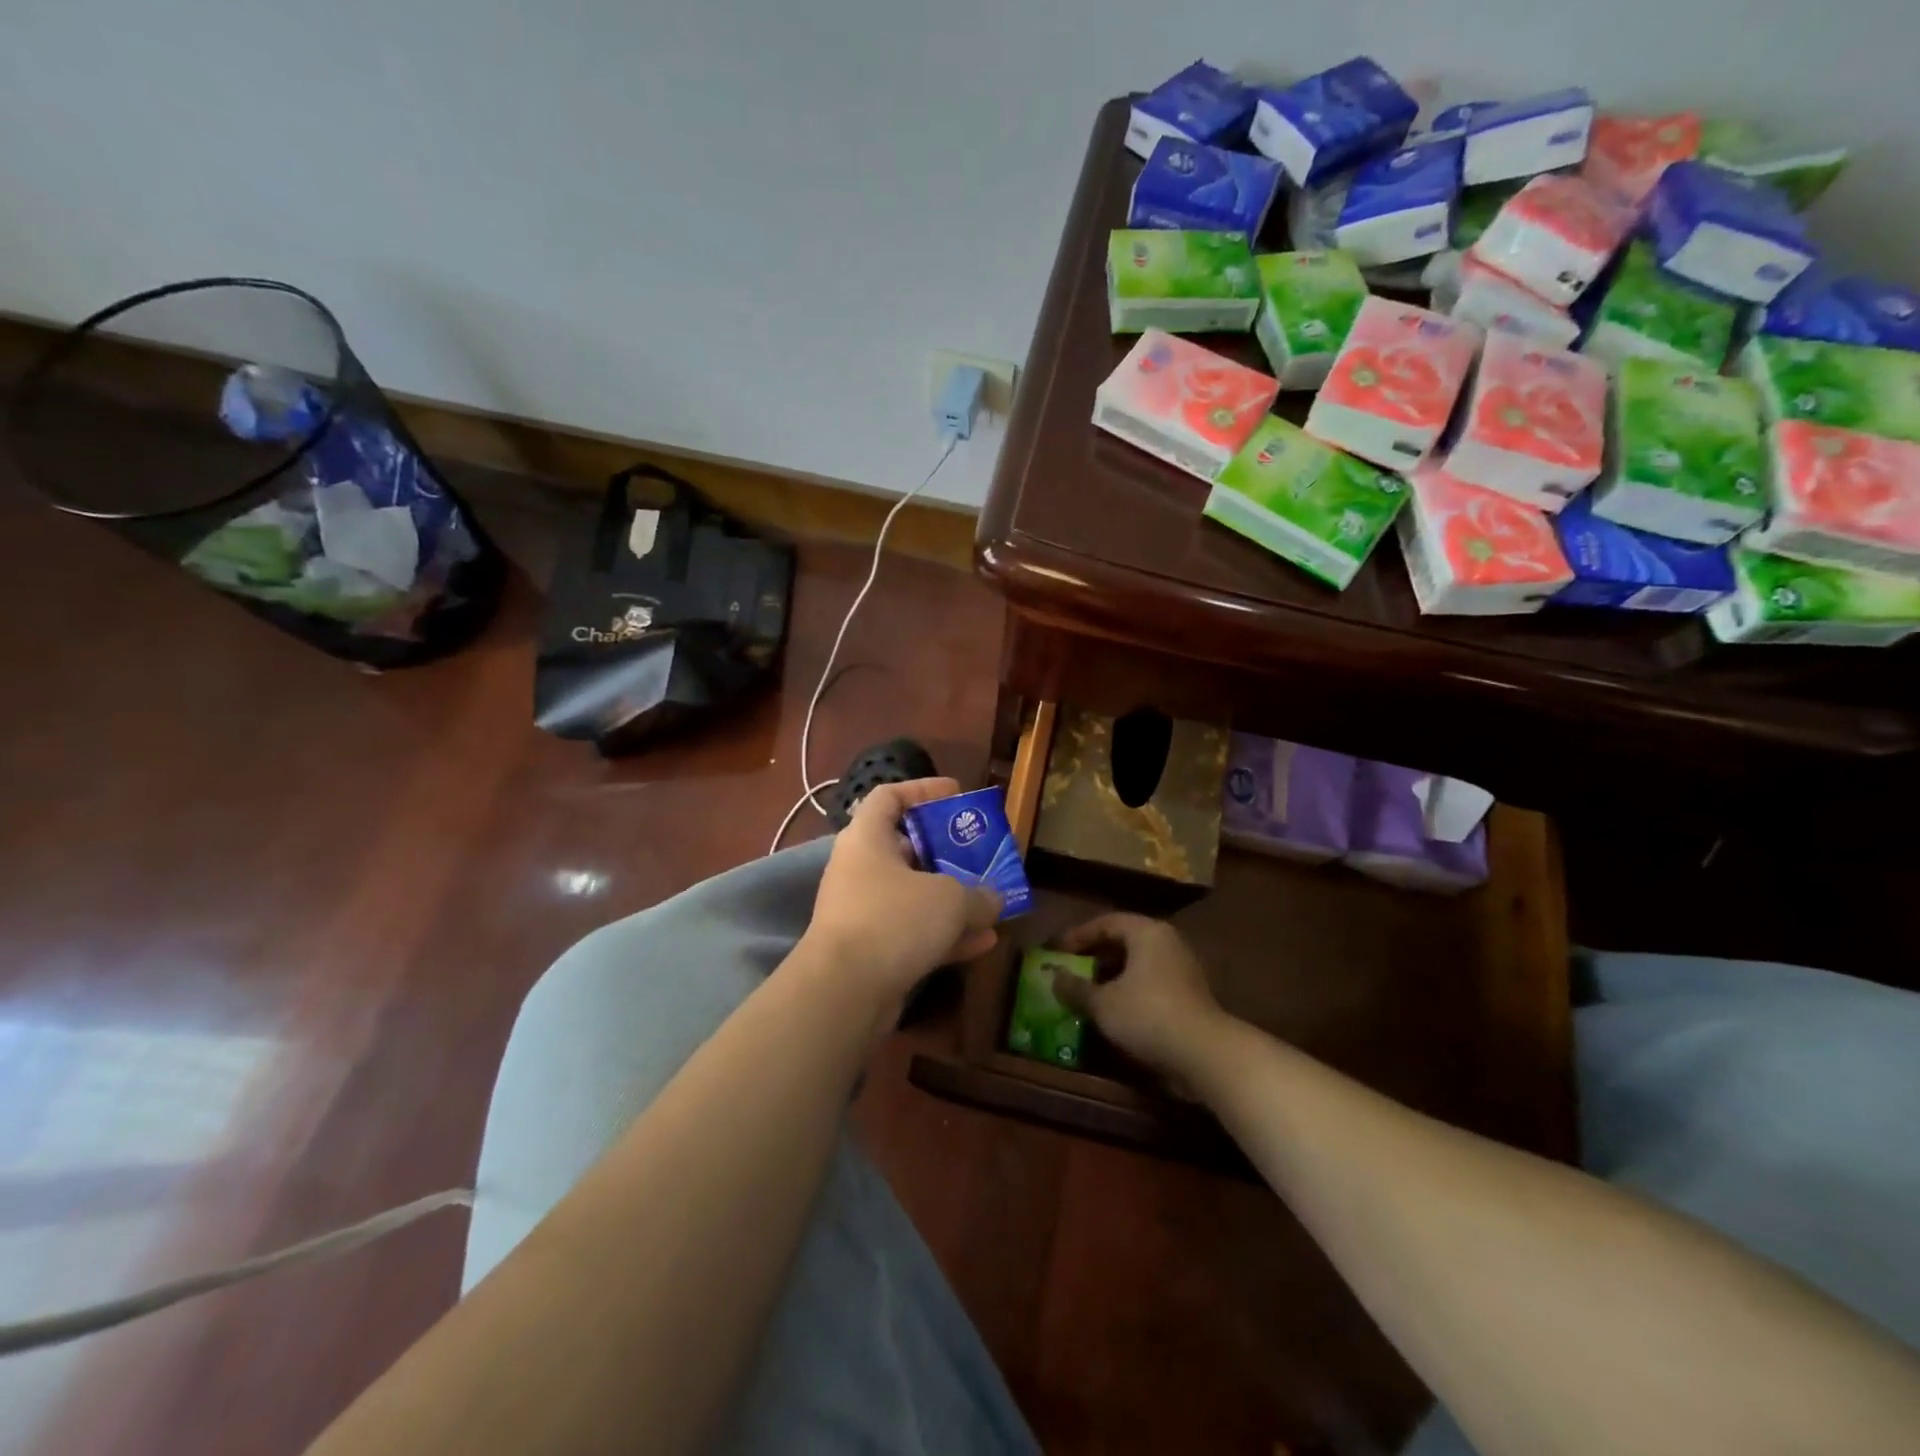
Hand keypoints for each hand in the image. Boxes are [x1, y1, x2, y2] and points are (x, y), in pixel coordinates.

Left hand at [804, 778, 1000, 1000]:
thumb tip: (995, 899)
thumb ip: (979, 894)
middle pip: (906, 848)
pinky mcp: (870, 950)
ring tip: (992, 904)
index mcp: (867, 838)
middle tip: (981, 854)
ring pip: (913, 895)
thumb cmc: (894, 919)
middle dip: (946, 852)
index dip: (922, 789)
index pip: (889, 796)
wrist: (843, 991)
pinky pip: (912, 933)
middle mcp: (860, 869)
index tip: (956, 794)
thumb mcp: (950, 900)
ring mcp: (862, 911)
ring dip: (952, 900)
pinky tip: (983, 944)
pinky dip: (944, 935)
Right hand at [1053, 913, 1224, 1086]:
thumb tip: (1053, 978)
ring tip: (1086, 991)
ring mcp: (1181, 968)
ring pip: (1137, 964)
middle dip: (1094, 955)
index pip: (1106, 922)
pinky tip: (1112, 1010)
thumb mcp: (1102, 1003)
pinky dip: (1128, 990)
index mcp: (1147, 932)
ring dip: (1111, 975)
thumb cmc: (1147, 1015)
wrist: (1204, 1054)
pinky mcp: (1188, 994)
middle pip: (1124, 941)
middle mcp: (1167, 942)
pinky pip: (1149, 983)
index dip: (1078, 935)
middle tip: (1069, 969)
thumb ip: (1076, 988)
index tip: (1056, 950)